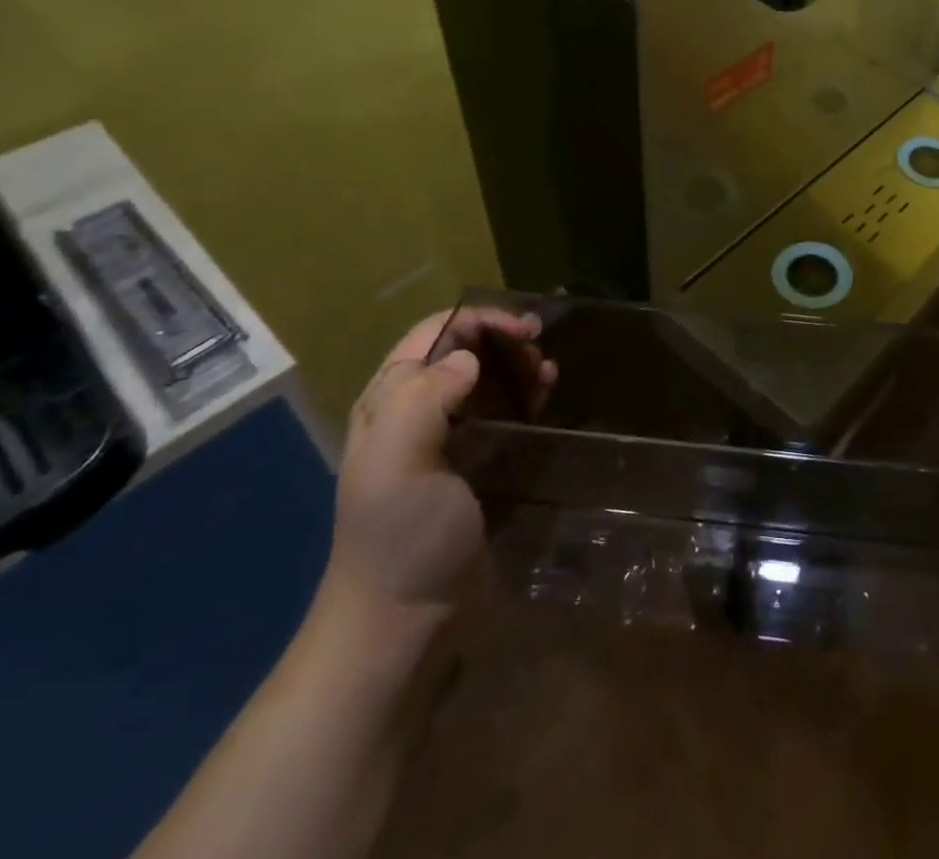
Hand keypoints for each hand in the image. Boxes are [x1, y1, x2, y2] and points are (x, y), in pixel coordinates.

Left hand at [324, 307, 555, 620]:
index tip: (525, 330)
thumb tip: (468, 358)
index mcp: (389, 402)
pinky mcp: (474, 462)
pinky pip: (501, 410)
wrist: (406, 619)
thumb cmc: (402, 537)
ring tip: (549, 375)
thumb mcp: (396, 465)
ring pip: (486, 377)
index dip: (480, 320)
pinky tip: (546, 398)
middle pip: (464, 349)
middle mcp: (414, 410)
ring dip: (519, 366)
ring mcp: (446, 437)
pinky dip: (525, 395)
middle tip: (540, 355)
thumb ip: (422, 400)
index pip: (434, 332)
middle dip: (504, 340)